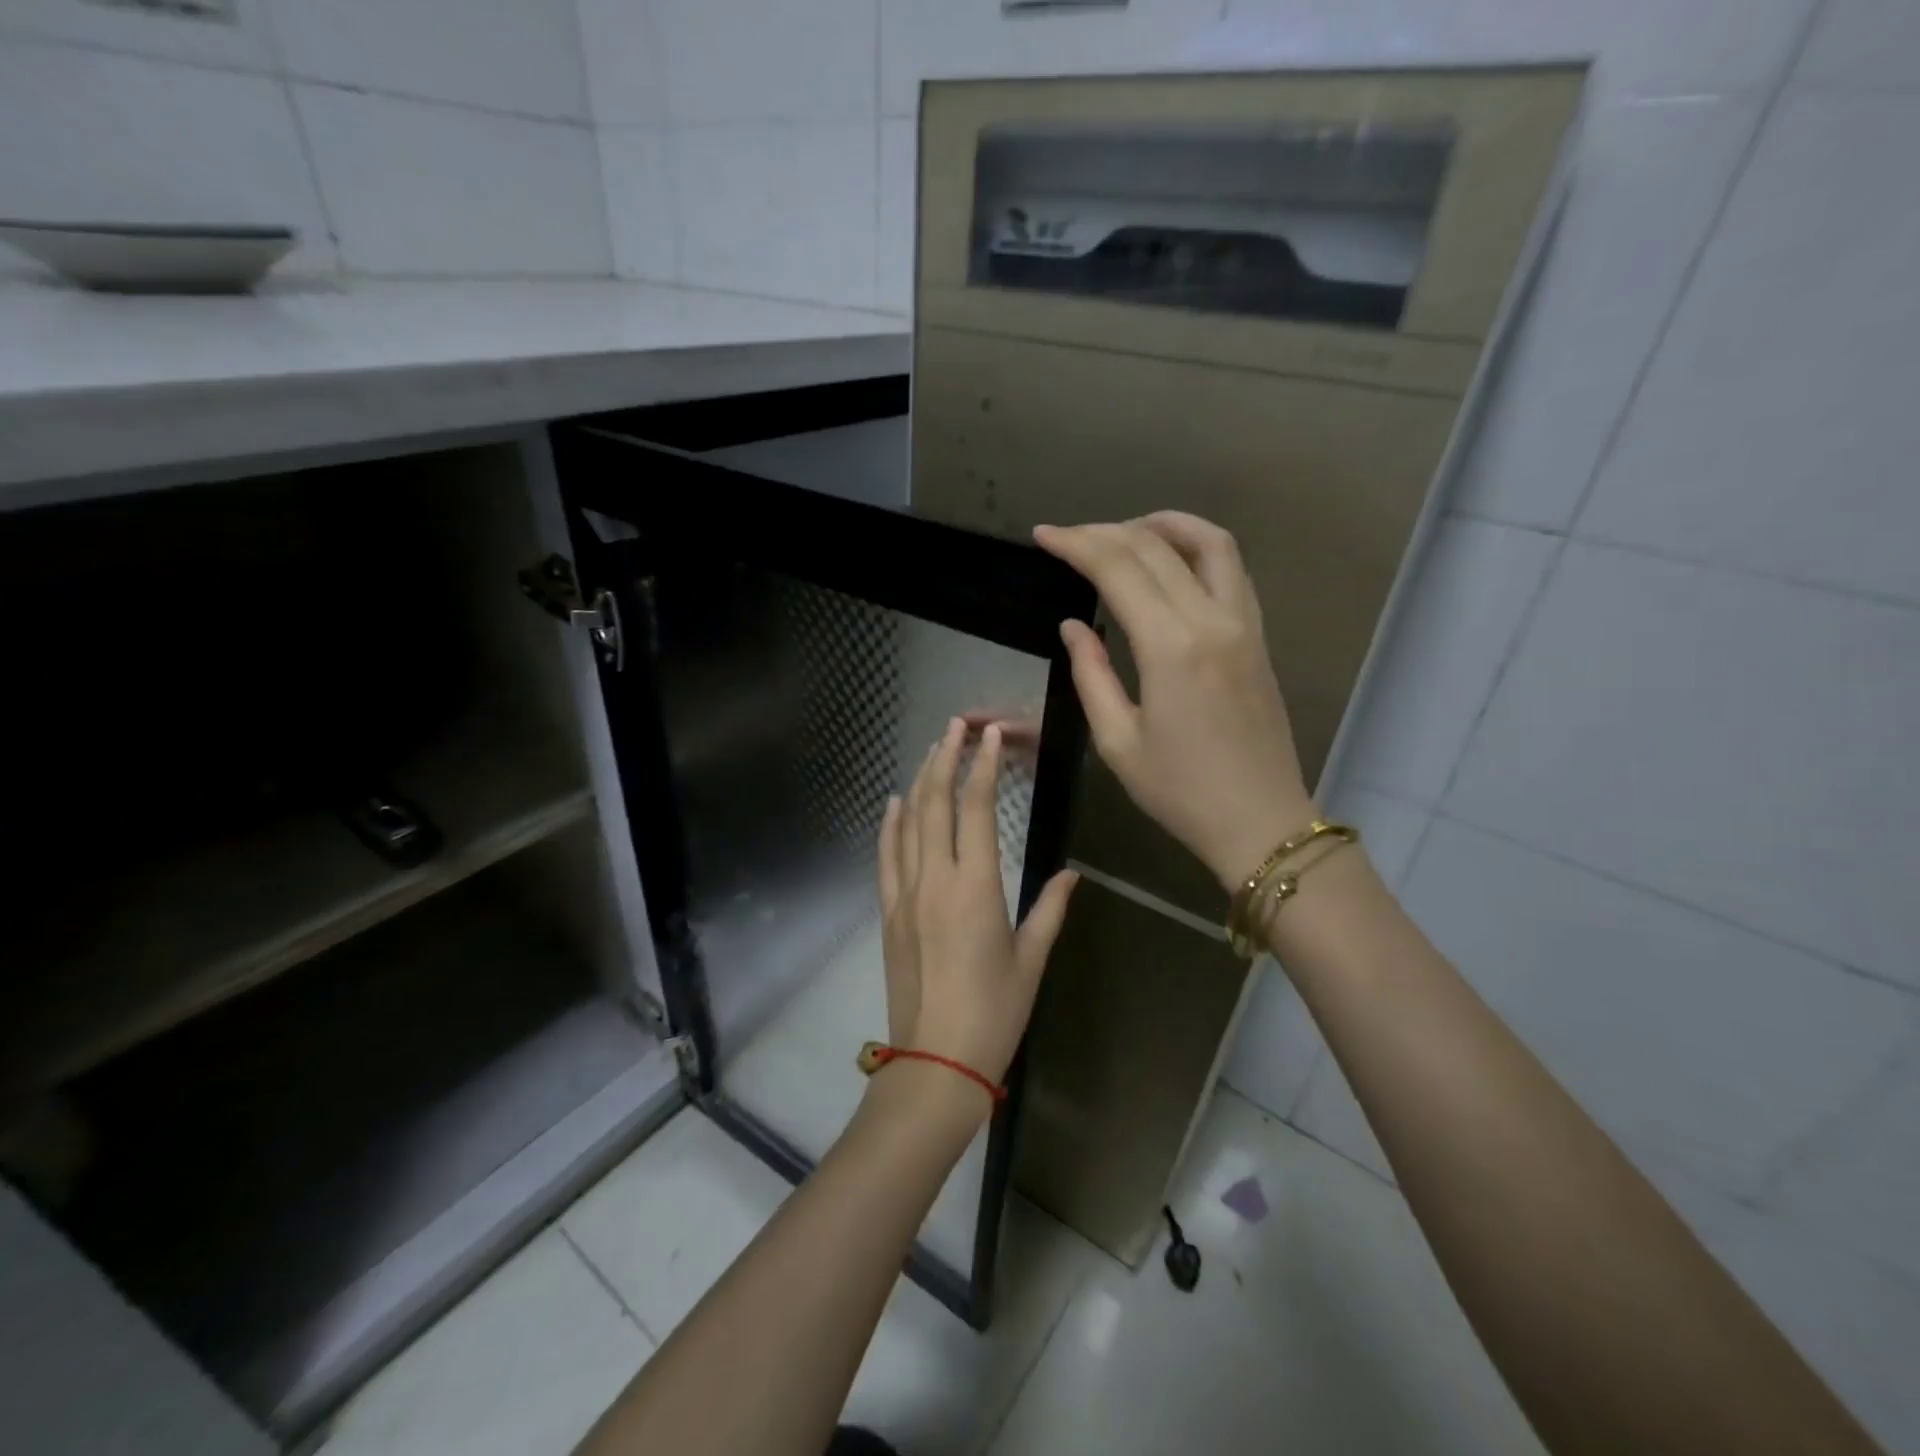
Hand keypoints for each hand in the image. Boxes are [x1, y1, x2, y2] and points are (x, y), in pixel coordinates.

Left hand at [877, 717, 1078, 1094]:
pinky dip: (890, 824)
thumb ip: (1050, 910)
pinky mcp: (888, 913)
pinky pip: (887, 856)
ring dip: (919, 782)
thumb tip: (1071, 874)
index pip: (976, 810)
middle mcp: (935, 880)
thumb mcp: (1031, 960)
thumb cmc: (994, 1013)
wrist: (935, 1064)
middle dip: (945, 758)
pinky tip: (894, 803)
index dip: (981, 767)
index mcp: (976, 888)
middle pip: (935, 804)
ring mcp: (905, 895)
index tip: (987, 736)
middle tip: (954, 726)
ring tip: (930, 751)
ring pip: (908, 824)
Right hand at [1034, 513, 1313, 890]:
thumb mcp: (1117, 741)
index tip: (1043, 536)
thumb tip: (1073, 626)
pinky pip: (1231, 568)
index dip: (1076, 545)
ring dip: (1162, 524)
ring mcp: (1243, 623)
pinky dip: (1197, 546)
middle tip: (1068, 536)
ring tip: (1123, 531)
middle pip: (1156, 547)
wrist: (1260, 821)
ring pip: (1208, 542)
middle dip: (1105, 532)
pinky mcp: (1257, 635)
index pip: (1119, 569)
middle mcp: (1212, 620)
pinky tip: (1171, 559)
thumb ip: (1091, 675)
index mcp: (1171, 648)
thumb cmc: (1180, 792)